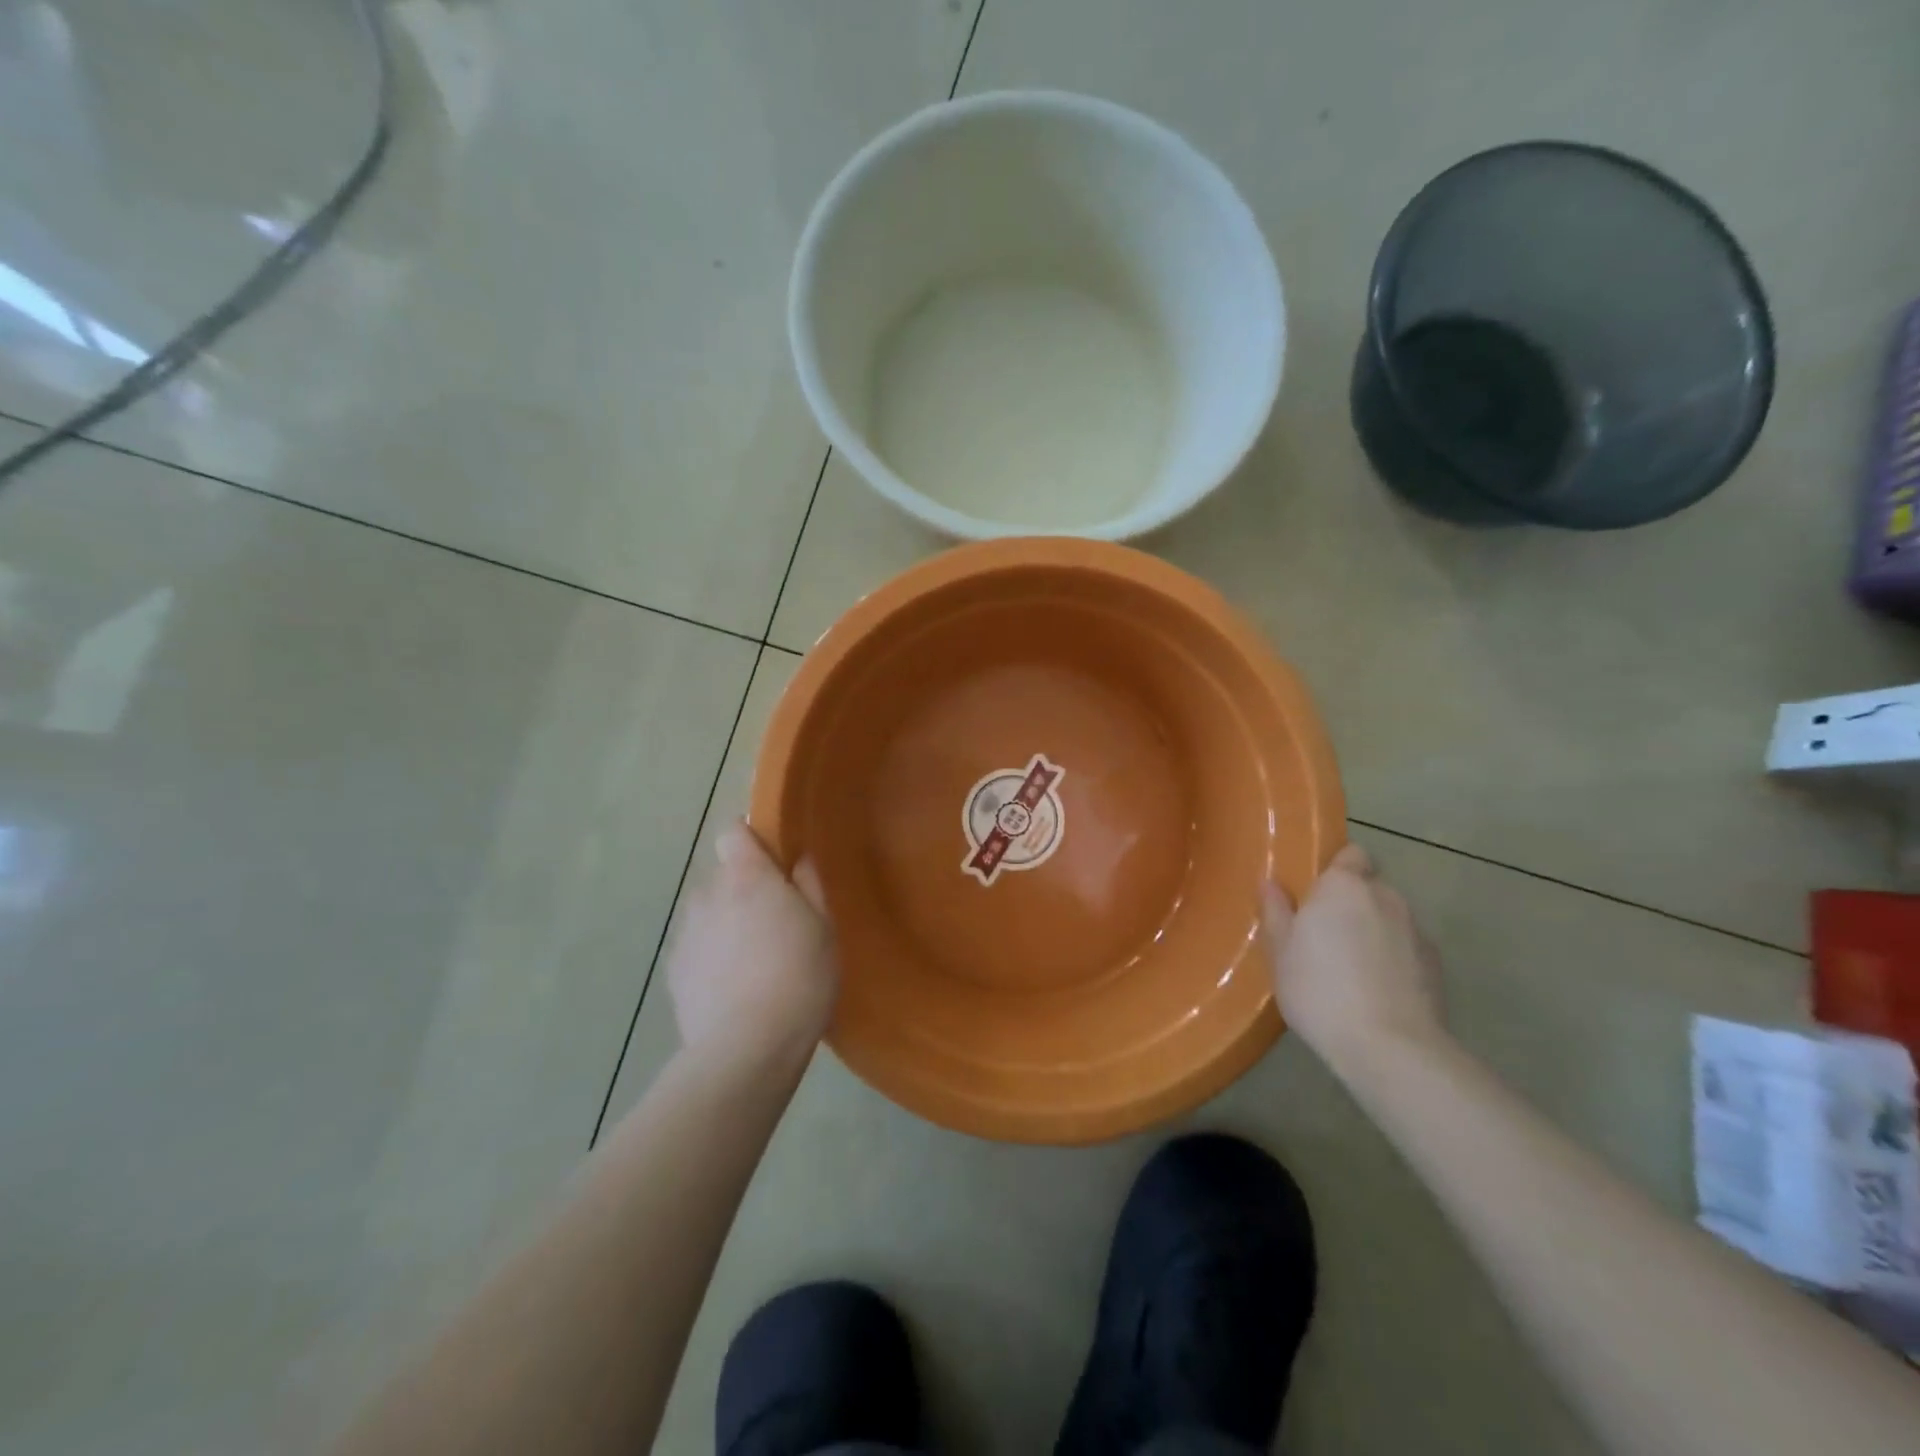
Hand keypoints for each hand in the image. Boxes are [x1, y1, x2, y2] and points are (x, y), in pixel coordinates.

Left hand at [664, 821, 837, 1067]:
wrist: (746, 1047)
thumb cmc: (799, 976)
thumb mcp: (823, 927)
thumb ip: (809, 885)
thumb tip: (798, 861)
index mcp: (746, 876)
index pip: (734, 832)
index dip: (751, 840)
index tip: (773, 862)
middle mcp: (708, 894)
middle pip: (723, 876)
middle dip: (744, 888)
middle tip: (775, 921)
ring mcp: (686, 933)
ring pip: (708, 913)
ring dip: (725, 922)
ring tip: (752, 959)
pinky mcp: (673, 971)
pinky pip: (696, 947)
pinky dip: (711, 956)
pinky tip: (733, 987)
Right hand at [1262, 844, 1445, 1069]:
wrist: (1390, 1046)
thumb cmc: (1320, 989)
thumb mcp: (1280, 952)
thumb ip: (1276, 912)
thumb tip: (1270, 883)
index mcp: (1344, 886)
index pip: (1351, 854)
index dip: (1337, 868)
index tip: (1317, 892)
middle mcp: (1386, 897)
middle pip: (1371, 886)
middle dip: (1353, 902)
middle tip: (1326, 932)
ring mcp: (1417, 930)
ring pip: (1391, 918)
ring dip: (1374, 930)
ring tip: (1352, 967)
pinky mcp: (1437, 965)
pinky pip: (1408, 949)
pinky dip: (1394, 959)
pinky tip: (1377, 990)